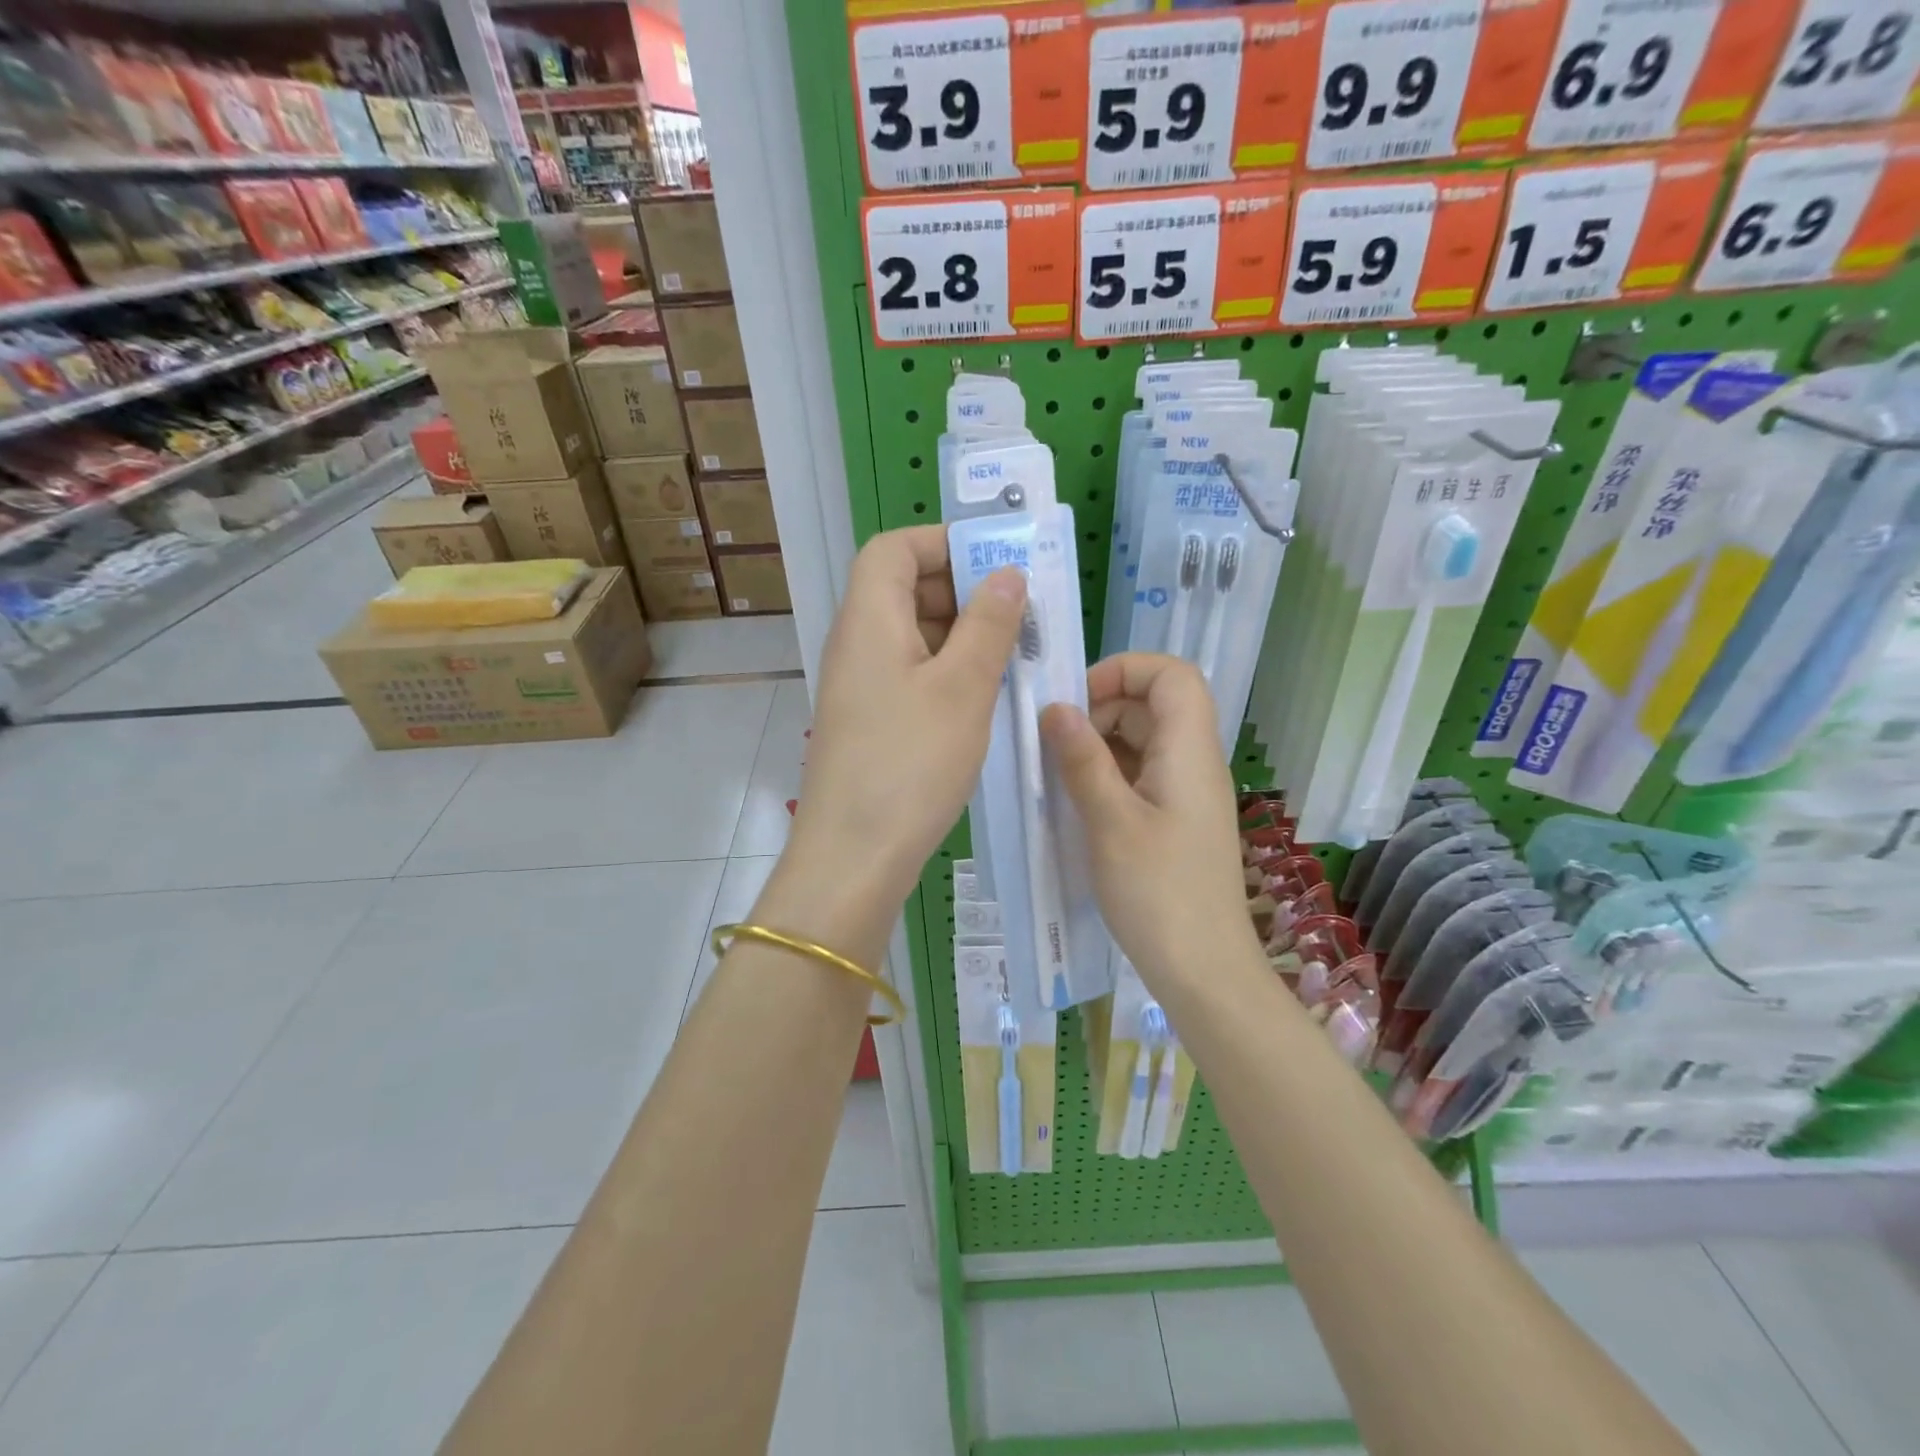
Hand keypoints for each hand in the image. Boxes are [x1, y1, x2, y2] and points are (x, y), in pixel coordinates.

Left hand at [781, 526, 1026, 942]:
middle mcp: (857, 643)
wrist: (855, 855)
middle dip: (964, 591)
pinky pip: (912, 674)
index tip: (996, 563)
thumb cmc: (910, 763)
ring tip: (1016, 656)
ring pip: (914, 635)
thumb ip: (988, 624)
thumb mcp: (963, 688)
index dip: (942, 543)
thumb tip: (1006, 574)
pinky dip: (949, 671)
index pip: (893, 548)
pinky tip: (987, 696)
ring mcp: (861, 685)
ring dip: (963, 635)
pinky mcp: (871, 720)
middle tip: (1020, 614)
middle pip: (905, 588)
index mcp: (869, 619)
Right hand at [1041, 654, 1257, 991]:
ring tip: (1058, 776)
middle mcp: (1193, 762)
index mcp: (1189, 751)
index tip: (1076, 701)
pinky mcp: (1175, 821)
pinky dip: (1107, 776)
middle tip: (1055, 746)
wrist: (1203, 971)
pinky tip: (1077, 803)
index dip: (1124, 671)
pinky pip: (1141, 776)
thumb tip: (1055, 707)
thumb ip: (1082, 760)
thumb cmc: (1158, 894)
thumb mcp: (1110, 822)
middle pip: (1153, 705)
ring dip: (1099, 746)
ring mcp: (1186, 793)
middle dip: (1100, 710)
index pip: (1172, 674)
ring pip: (1143, 741)